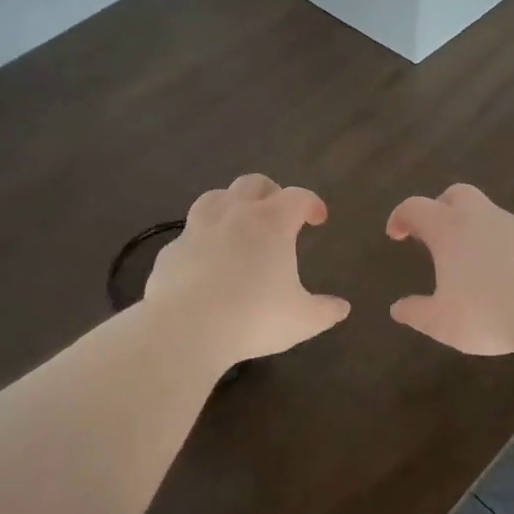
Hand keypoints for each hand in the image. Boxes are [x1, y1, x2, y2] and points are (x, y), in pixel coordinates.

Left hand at [145, 174, 350, 363]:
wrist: (185, 329)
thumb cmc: (253, 318)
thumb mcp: (301, 320)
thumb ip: (325, 311)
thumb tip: (342, 307)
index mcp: (271, 223)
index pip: (297, 197)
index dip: (311, 203)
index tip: (318, 218)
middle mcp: (233, 214)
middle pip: (253, 183)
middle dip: (271, 193)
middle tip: (279, 215)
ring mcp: (197, 229)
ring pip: (215, 197)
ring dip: (231, 204)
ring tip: (239, 226)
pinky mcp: (171, 251)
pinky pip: (189, 235)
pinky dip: (202, 241)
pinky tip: (206, 262)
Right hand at [385, 183, 513, 355]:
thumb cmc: (488, 312)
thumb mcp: (442, 322)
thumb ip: (417, 313)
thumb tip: (398, 309)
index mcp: (448, 230)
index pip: (416, 208)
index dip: (401, 217)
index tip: (395, 233)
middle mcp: (481, 218)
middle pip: (457, 194)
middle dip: (440, 207)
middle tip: (434, 234)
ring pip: (489, 214)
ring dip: (474, 229)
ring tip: (470, 263)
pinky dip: (502, 247)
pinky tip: (505, 277)